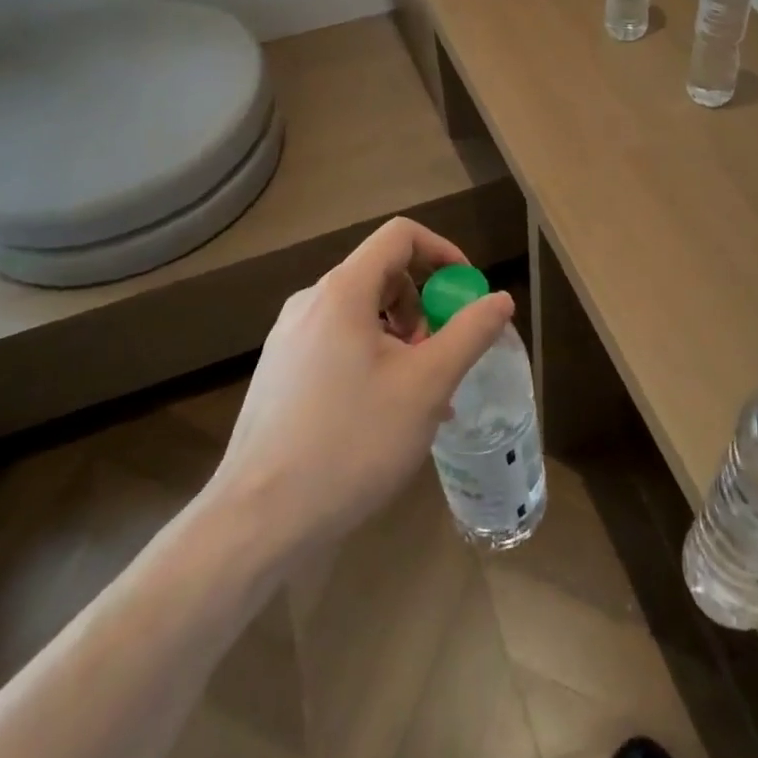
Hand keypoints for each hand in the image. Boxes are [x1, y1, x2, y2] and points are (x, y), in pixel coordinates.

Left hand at [200, 218, 513, 552]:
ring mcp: (288, 339)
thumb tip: (500, 298)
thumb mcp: (427, 386)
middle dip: (422, 305)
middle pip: (381, 274)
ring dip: (400, 337)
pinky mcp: (279, 373)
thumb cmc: (351, 442)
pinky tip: (382, 415)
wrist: (257, 521)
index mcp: (343, 291)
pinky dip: (371, 359)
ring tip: (417, 394)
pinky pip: (337, 344)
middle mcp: (310, 303)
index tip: (465, 292)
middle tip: (439, 356)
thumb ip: (470, 334)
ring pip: (360, 314)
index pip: (400, 235)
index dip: (442, 251)